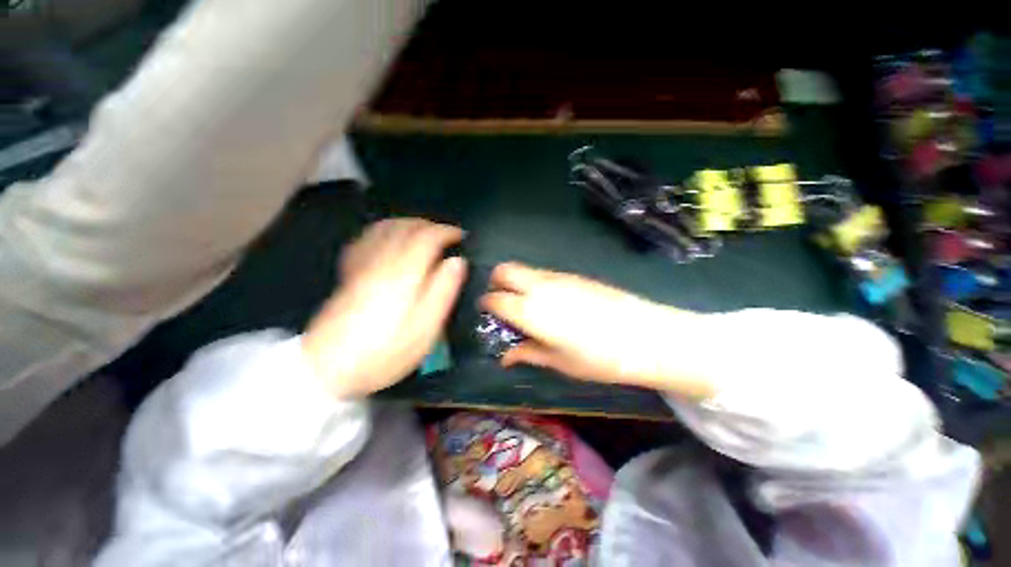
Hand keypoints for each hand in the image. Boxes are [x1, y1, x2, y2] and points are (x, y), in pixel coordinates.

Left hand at [302, 219, 466, 398]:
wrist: (327, 367)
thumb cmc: (386, 350)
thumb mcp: (426, 327)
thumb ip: (443, 290)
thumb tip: (457, 262)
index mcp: (404, 273)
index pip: (427, 237)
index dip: (447, 232)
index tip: (461, 237)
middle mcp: (381, 260)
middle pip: (405, 227)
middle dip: (430, 225)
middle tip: (447, 235)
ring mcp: (361, 265)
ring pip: (385, 228)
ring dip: (408, 224)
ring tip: (424, 233)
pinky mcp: (349, 273)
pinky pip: (366, 239)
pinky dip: (385, 231)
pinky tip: (391, 240)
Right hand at [480, 263, 714, 398]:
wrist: (645, 335)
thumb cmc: (598, 357)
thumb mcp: (559, 361)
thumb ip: (528, 353)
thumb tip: (505, 357)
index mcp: (530, 310)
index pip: (495, 298)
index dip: (486, 304)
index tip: (486, 311)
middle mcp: (539, 286)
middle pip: (505, 270)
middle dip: (496, 281)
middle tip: (500, 300)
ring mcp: (558, 277)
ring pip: (525, 269)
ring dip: (516, 280)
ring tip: (525, 303)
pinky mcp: (574, 274)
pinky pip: (543, 273)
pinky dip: (534, 281)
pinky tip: (549, 301)